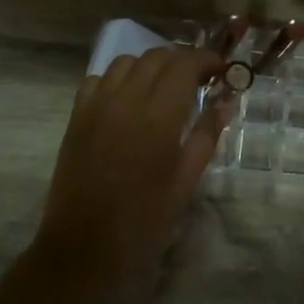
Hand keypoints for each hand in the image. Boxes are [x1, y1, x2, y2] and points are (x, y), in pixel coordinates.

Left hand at [33, 47, 228, 285]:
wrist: (84, 246)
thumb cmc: (144, 220)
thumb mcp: (185, 181)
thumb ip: (206, 135)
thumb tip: (226, 102)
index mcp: (158, 117)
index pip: (185, 65)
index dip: (206, 60)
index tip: (222, 69)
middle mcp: (125, 100)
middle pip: (156, 57)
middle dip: (182, 60)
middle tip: (200, 80)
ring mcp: (96, 105)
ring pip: (126, 62)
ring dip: (150, 65)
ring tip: (165, 87)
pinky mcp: (76, 116)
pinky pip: (98, 79)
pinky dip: (118, 79)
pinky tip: (128, 99)